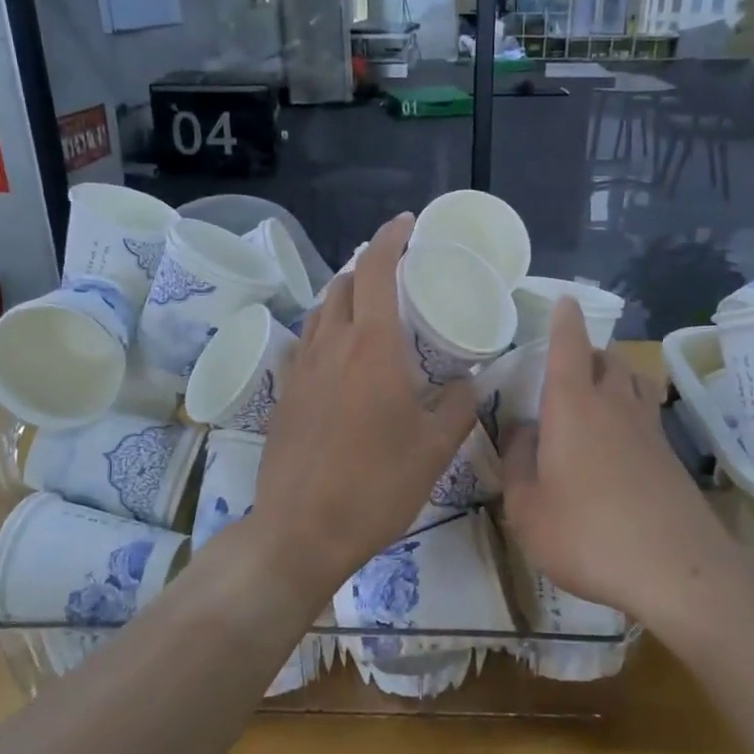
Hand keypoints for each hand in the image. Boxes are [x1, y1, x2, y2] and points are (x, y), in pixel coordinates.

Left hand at [252, 214, 477, 594]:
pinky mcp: (286, 395)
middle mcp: (331, 346)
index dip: (390, 239)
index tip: (407, 224)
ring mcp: (302, 370)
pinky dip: (328, 330)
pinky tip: (344, 357)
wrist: (301, 530)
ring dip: (345, 296)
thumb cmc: (376, 486)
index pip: (374, 271)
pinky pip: (308, 343)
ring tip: (371, 307)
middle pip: (343, 284)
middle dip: (368, 266)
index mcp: (371, 348)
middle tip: (398, 272)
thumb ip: (457, 407)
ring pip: (321, 312)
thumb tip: (468, 381)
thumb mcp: (433, 449)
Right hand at [499, 298, 729, 625]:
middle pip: (606, 357)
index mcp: (572, 407)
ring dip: (613, 374)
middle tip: (565, 366)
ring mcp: (648, 428)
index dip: (564, 320)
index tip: (565, 301)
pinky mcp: (670, 455)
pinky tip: (617, 438)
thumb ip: (516, 463)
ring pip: (633, 380)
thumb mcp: (527, 508)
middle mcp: (613, 405)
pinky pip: (646, 411)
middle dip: (586, 351)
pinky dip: (630, 408)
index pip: (567, 347)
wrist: (676, 569)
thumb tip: (521, 430)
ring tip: (594, 393)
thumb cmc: (587, 533)